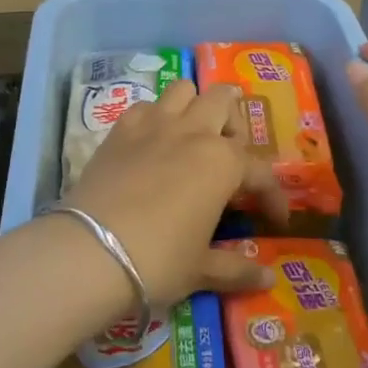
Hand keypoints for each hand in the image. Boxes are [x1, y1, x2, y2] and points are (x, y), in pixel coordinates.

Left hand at [59, 80, 284, 306]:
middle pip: (223, 100)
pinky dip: (154, 117)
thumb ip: (237, 268)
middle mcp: (194, 132)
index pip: (261, 173)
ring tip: (193, 135)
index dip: (273, 197)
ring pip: (183, 90)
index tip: (276, 220)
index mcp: (223, 163)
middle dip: (233, 122)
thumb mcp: (201, 269)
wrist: (91, 252)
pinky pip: (144, 107)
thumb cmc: (158, 260)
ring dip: (194, 106)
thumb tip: (268, 277)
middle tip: (229, 155)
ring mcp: (154, 125)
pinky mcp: (120, 130)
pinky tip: (152, 142)